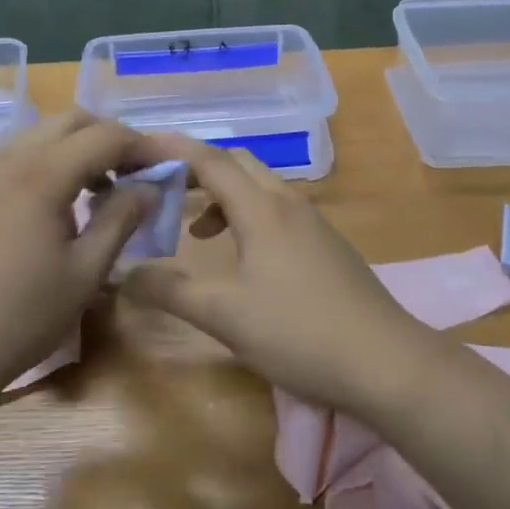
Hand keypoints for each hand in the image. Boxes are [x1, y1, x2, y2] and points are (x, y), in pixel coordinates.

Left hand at [0, 111, 165, 411]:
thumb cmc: (17, 318)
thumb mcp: (84, 274)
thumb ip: (120, 220)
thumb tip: (149, 187)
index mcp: (43, 173)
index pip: (106, 135)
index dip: (143, 146)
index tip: (167, 168)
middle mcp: (11, 158)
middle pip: (72, 121)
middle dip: (110, 138)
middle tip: (135, 175)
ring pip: (42, 135)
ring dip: (78, 148)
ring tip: (100, 191)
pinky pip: (19, 157)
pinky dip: (50, 163)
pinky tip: (58, 206)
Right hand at [123, 137, 432, 414]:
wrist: (386, 361)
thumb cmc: (298, 331)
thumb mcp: (225, 315)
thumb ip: (171, 291)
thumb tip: (123, 274)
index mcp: (262, 208)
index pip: (210, 161)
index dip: (171, 149)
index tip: (138, 147)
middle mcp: (288, 203)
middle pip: (238, 165)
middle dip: (197, 170)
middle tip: (162, 190)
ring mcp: (313, 223)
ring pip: (260, 188)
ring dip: (223, 197)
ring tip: (197, 233)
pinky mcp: (327, 245)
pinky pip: (277, 211)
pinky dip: (247, 217)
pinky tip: (243, 258)